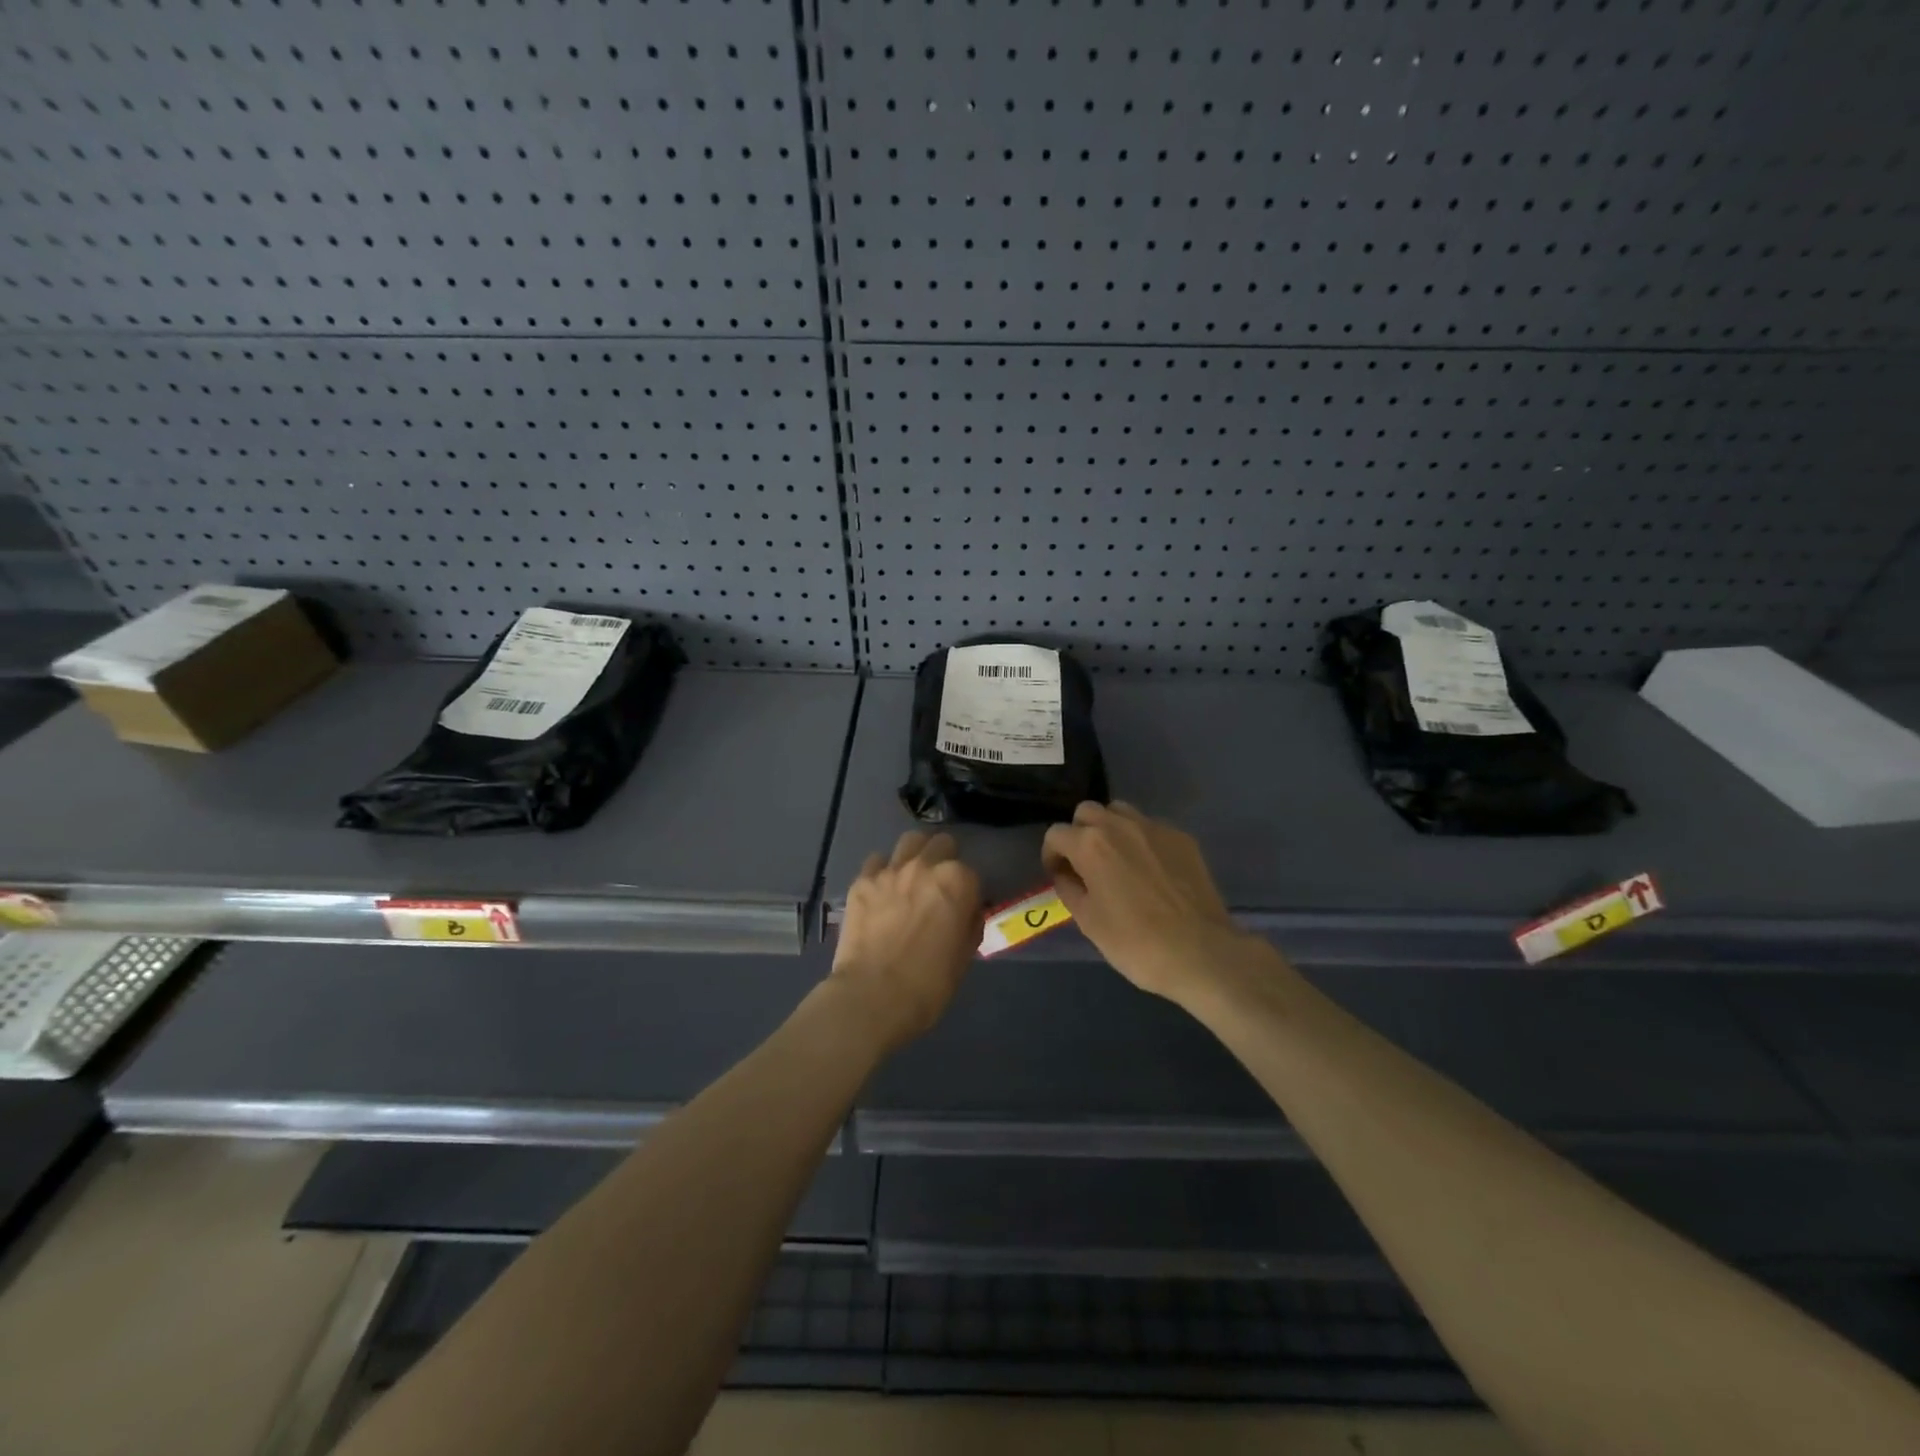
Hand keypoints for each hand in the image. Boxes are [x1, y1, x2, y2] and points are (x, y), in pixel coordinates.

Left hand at [830, 830, 982, 1051]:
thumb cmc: (930, 984)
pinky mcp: (862, 881)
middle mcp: (926, 866)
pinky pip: (876, 861)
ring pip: (909, 841)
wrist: (873, 997)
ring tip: (911, 876)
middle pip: (941, 844)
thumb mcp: (965, 955)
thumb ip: (969, 922)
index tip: (962, 907)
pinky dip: (883, 871)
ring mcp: (890, 870)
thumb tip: (965, 911)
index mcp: (958, 881)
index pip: (971, 873)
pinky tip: (881, 890)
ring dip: (915, 854)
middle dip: (944, 859)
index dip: (968, 891)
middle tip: (938, 885)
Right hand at [1042, 802, 1253, 1003]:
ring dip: (1110, 829)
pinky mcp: (1182, 838)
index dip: (1051, 854)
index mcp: (1090, 845)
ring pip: (1120, 812)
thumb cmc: (1136, 942)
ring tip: (1117, 860)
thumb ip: (1070, 889)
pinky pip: (1151, 827)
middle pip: (1087, 812)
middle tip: (1084, 864)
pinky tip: (1150, 870)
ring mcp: (1155, 828)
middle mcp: (1120, 825)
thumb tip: (1066, 875)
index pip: (1056, 834)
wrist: (1201, 952)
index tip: (1058, 875)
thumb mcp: (1089, 922)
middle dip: (1079, 832)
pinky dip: (1141, 840)